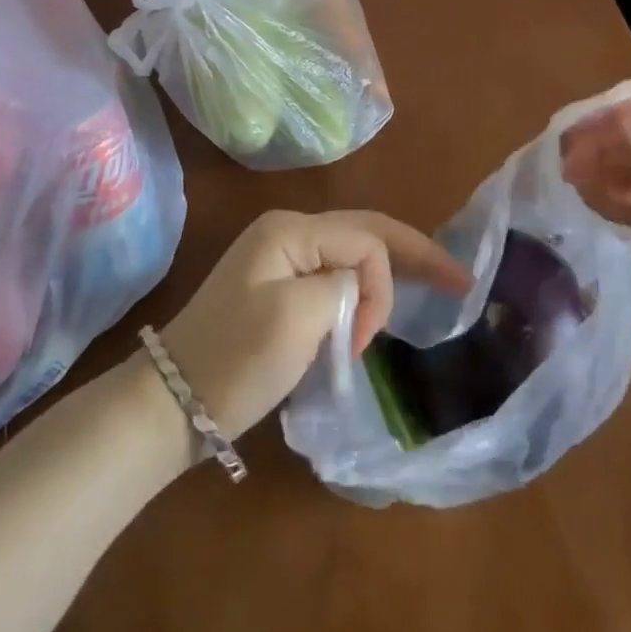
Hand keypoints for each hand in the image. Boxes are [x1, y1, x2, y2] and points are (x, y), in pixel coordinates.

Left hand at [158, 209, 471, 439]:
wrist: (171, 402)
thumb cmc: (235, 358)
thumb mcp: (297, 317)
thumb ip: (344, 286)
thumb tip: (357, 289)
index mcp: (291, 229)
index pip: (365, 240)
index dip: (383, 284)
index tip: (368, 339)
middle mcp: (288, 233)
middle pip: (364, 234)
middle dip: (411, 254)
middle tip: (458, 279)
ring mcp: (279, 260)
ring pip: (350, 256)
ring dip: (383, 279)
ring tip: (423, 293)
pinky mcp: (276, 290)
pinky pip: (332, 278)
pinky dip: (359, 294)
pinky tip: (376, 309)